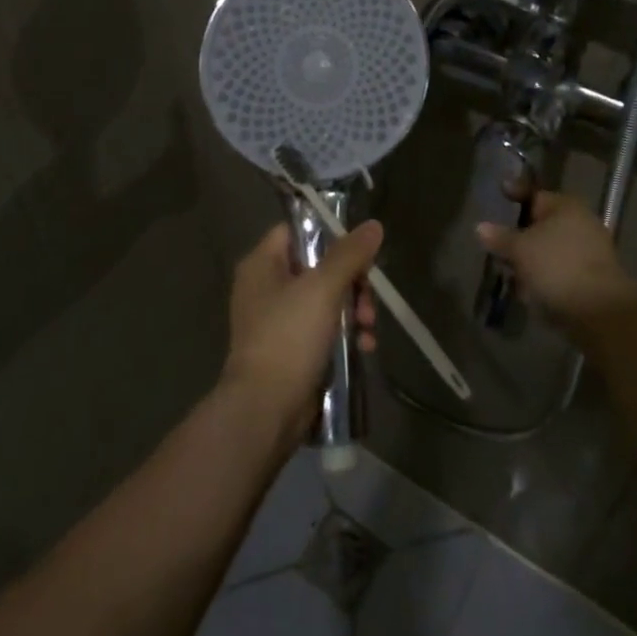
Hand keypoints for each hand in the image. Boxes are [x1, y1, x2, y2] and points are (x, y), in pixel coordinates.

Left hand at [222, 221, 380, 440]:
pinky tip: (365, 348)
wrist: (266, 410)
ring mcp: (278, 321)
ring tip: (370, 328)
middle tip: (369, 300)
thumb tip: (373, 225)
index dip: (329, 234)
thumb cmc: (289, 337)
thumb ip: (349, 254)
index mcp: (262, 264)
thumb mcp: (323, 288)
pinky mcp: (292, 350)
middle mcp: (266, 288)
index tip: (360, 249)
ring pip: (326, 300)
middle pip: (319, 267)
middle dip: (352, 283)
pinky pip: (324, 330)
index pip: (297, 231)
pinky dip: (346, 335)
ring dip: (354, 311)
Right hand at [476, 191, 636, 329]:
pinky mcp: (592, 279)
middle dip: (519, 235)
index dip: (514, 193)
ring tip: (509, 273)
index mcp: (566, 206)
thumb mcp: (520, 249)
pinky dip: (544, 278)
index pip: (534, 194)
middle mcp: (581, 223)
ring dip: (530, 260)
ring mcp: (589, 252)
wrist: (600, 311)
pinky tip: (528, 291)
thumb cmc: (557, 266)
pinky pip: (560, 271)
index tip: (500, 193)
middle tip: (497, 245)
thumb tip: (481, 227)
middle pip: (542, 224)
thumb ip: (500, 237)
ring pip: (550, 250)